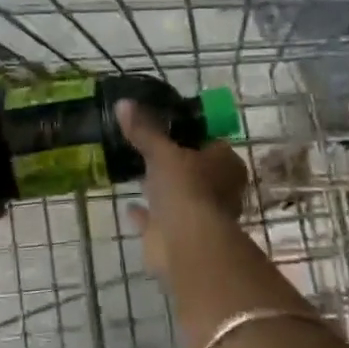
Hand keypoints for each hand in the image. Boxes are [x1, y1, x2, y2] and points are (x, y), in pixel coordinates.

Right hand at [118, 100, 247, 277]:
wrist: (186, 244)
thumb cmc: (186, 188)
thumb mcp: (162, 151)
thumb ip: (144, 130)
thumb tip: (123, 103)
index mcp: (225, 163)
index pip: (208, 141)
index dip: (188, 133)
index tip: (163, 124)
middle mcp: (218, 189)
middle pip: (193, 169)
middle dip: (172, 162)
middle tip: (145, 145)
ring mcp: (198, 215)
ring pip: (177, 195)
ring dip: (160, 188)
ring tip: (134, 170)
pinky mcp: (177, 236)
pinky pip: (157, 219)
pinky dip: (145, 213)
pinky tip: (128, 204)